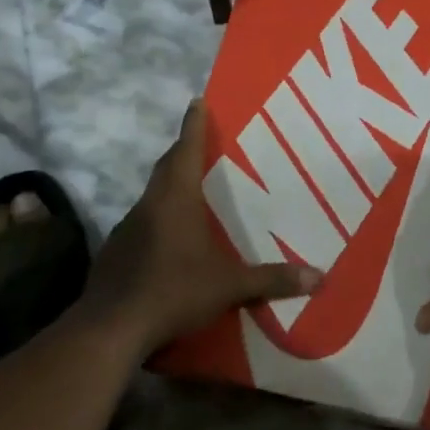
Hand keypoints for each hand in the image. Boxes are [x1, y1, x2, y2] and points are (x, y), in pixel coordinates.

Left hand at [82, 100, 320, 356]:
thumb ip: (271, 280)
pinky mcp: (116, 251)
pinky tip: (169, 239)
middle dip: (183, 150)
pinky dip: (157, 217)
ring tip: (191, 190)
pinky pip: (142, 221)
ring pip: (152, 194)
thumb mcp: (228, 286)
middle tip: (201, 141)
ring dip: (170, 185)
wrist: (111, 328)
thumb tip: (319, 277)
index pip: (186, 148)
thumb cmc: (174, 290)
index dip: (194, 124)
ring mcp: (128, 227)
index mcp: (176, 197)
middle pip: (167, 165)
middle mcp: (150, 203)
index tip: (197, 101)